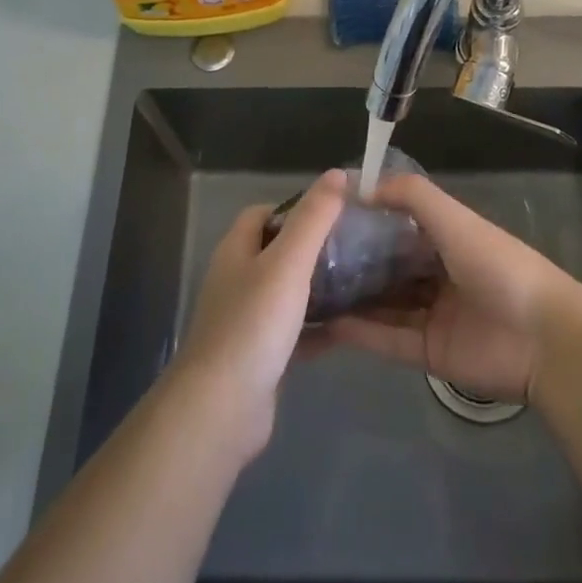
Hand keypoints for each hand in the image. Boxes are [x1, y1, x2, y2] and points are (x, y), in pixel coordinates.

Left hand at [173, 169, 345, 459]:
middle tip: (354, 248)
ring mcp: (246, 320)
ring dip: (317, 287)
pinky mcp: (259, 356)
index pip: (263, 213)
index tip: (334, 213)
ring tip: (359, 282)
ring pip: (286, 292)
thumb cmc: (254, 324)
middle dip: (312, 247)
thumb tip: (337, 173)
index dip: (296, 207)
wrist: (222, 409)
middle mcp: (237, 280)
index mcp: (236, 251)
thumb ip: (313, 218)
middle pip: (276, 251)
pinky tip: (348, 328)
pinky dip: (317, 327)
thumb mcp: (288, 262)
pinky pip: (293, 331)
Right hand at [327, 173, 581, 403]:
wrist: (543, 338)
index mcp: (447, 239)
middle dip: (353, 262)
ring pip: (382, 303)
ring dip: (351, 297)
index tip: (324, 215)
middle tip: (306, 256)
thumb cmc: (498, 265)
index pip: (398, 226)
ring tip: (306, 290)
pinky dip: (360, 332)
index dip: (366, 219)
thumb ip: (410, 196)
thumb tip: (359, 184)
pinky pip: (387, 338)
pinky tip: (326, 322)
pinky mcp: (428, 352)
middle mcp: (436, 274)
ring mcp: (431, 315)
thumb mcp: (454, 218)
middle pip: (387, 266)